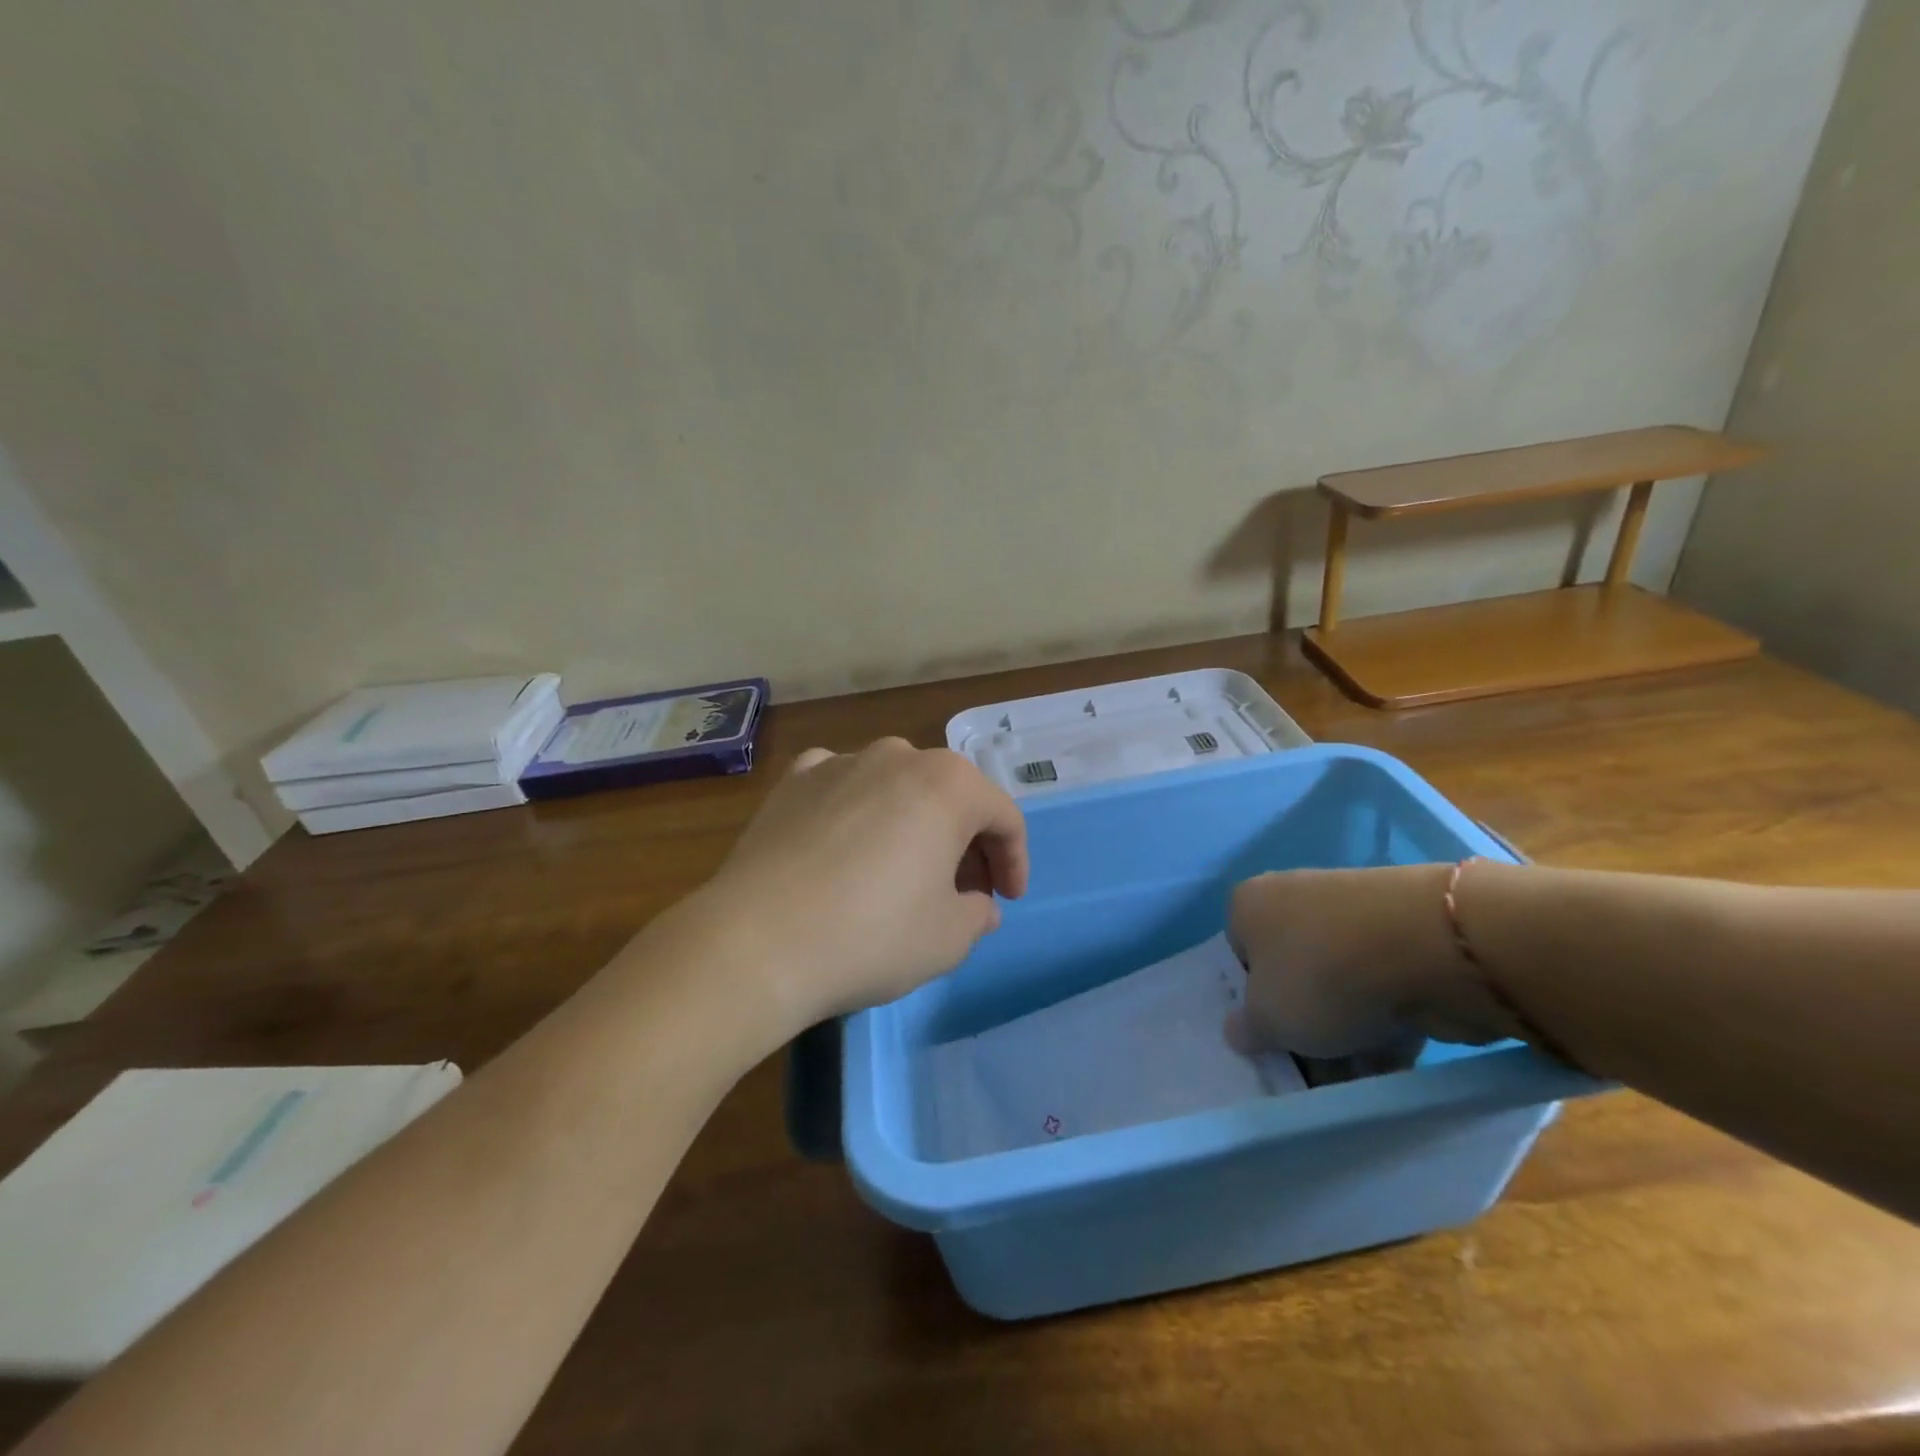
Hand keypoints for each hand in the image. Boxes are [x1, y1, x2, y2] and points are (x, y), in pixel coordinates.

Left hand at [691, 738, 1028, 1032]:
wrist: (757, 941)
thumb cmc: (872, 935)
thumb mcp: (948, 939)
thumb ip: (977, 914)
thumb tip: (978, 904)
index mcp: (949, 784)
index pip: (1003, 817)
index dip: (1014, 860)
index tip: (1008, 899)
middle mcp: (897, 756)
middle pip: (950, 796)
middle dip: (966, 842)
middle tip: (963, 890)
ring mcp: (840, 762)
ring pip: (896, 787)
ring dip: (913, 823)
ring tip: (904, 869)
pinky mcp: (793, 781)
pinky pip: (841, 785)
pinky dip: (856, 808)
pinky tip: (847, 840)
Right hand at [1227, 865, 1511, 1057]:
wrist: (1429, 950)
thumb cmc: (1322, 977)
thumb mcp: (1267, 1019)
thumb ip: (1247, 1029)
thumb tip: (1241, 1028)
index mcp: (1249, 904)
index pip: (1237, 957)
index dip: (1250, 1002)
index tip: (1269, 1040)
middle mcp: (1294, 898)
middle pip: (1290, 974)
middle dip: (1303, 1024)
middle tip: (1314, 1069)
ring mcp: (1351, 913)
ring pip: (1337, 985)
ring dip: (1345, 1033)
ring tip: (1359, 1078)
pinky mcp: (1402, 932)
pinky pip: (1381, 986)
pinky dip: (1385, 1022)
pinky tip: (1394, 1062)